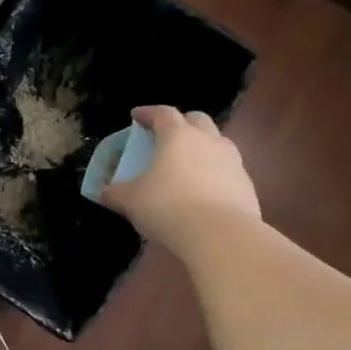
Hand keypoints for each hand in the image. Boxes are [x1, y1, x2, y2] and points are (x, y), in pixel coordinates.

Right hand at [100, 105, 261, 257]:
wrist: (222, 237)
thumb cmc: (168, 206)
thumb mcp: (131, 200)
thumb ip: (115, 192)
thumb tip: (102, 192)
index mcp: (178, 136)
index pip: (163, 113)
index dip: (148, 113)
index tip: (136, 117)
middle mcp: (208, 141)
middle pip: (197, 120)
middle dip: (181, 123)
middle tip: (165, 136)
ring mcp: (233, 163)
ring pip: (218, 143)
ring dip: (202, 147)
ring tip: (187, 164)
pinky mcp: (248, 186)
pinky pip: (229, 170)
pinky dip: (215, 173)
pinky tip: (204, 191)